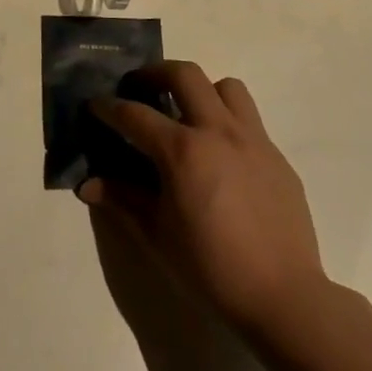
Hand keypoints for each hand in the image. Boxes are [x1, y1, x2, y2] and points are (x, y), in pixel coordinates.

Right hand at [79, 61, 326, 333]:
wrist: (283, 297)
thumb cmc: (210, 268)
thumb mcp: (156, 234)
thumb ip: (122, 199)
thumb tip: (88, 185)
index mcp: (182, 151)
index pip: (134, 114)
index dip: (109, 107)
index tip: (95, 105)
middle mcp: (218, 132)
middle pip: (184, 74)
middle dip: (155, 73)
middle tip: (140, 89)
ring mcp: (253, 140)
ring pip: (226, 87)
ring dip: (201, 91)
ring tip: (188, 114)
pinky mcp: (277, 157)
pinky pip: (250, 121)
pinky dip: (227, 123)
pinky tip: (220, 158)